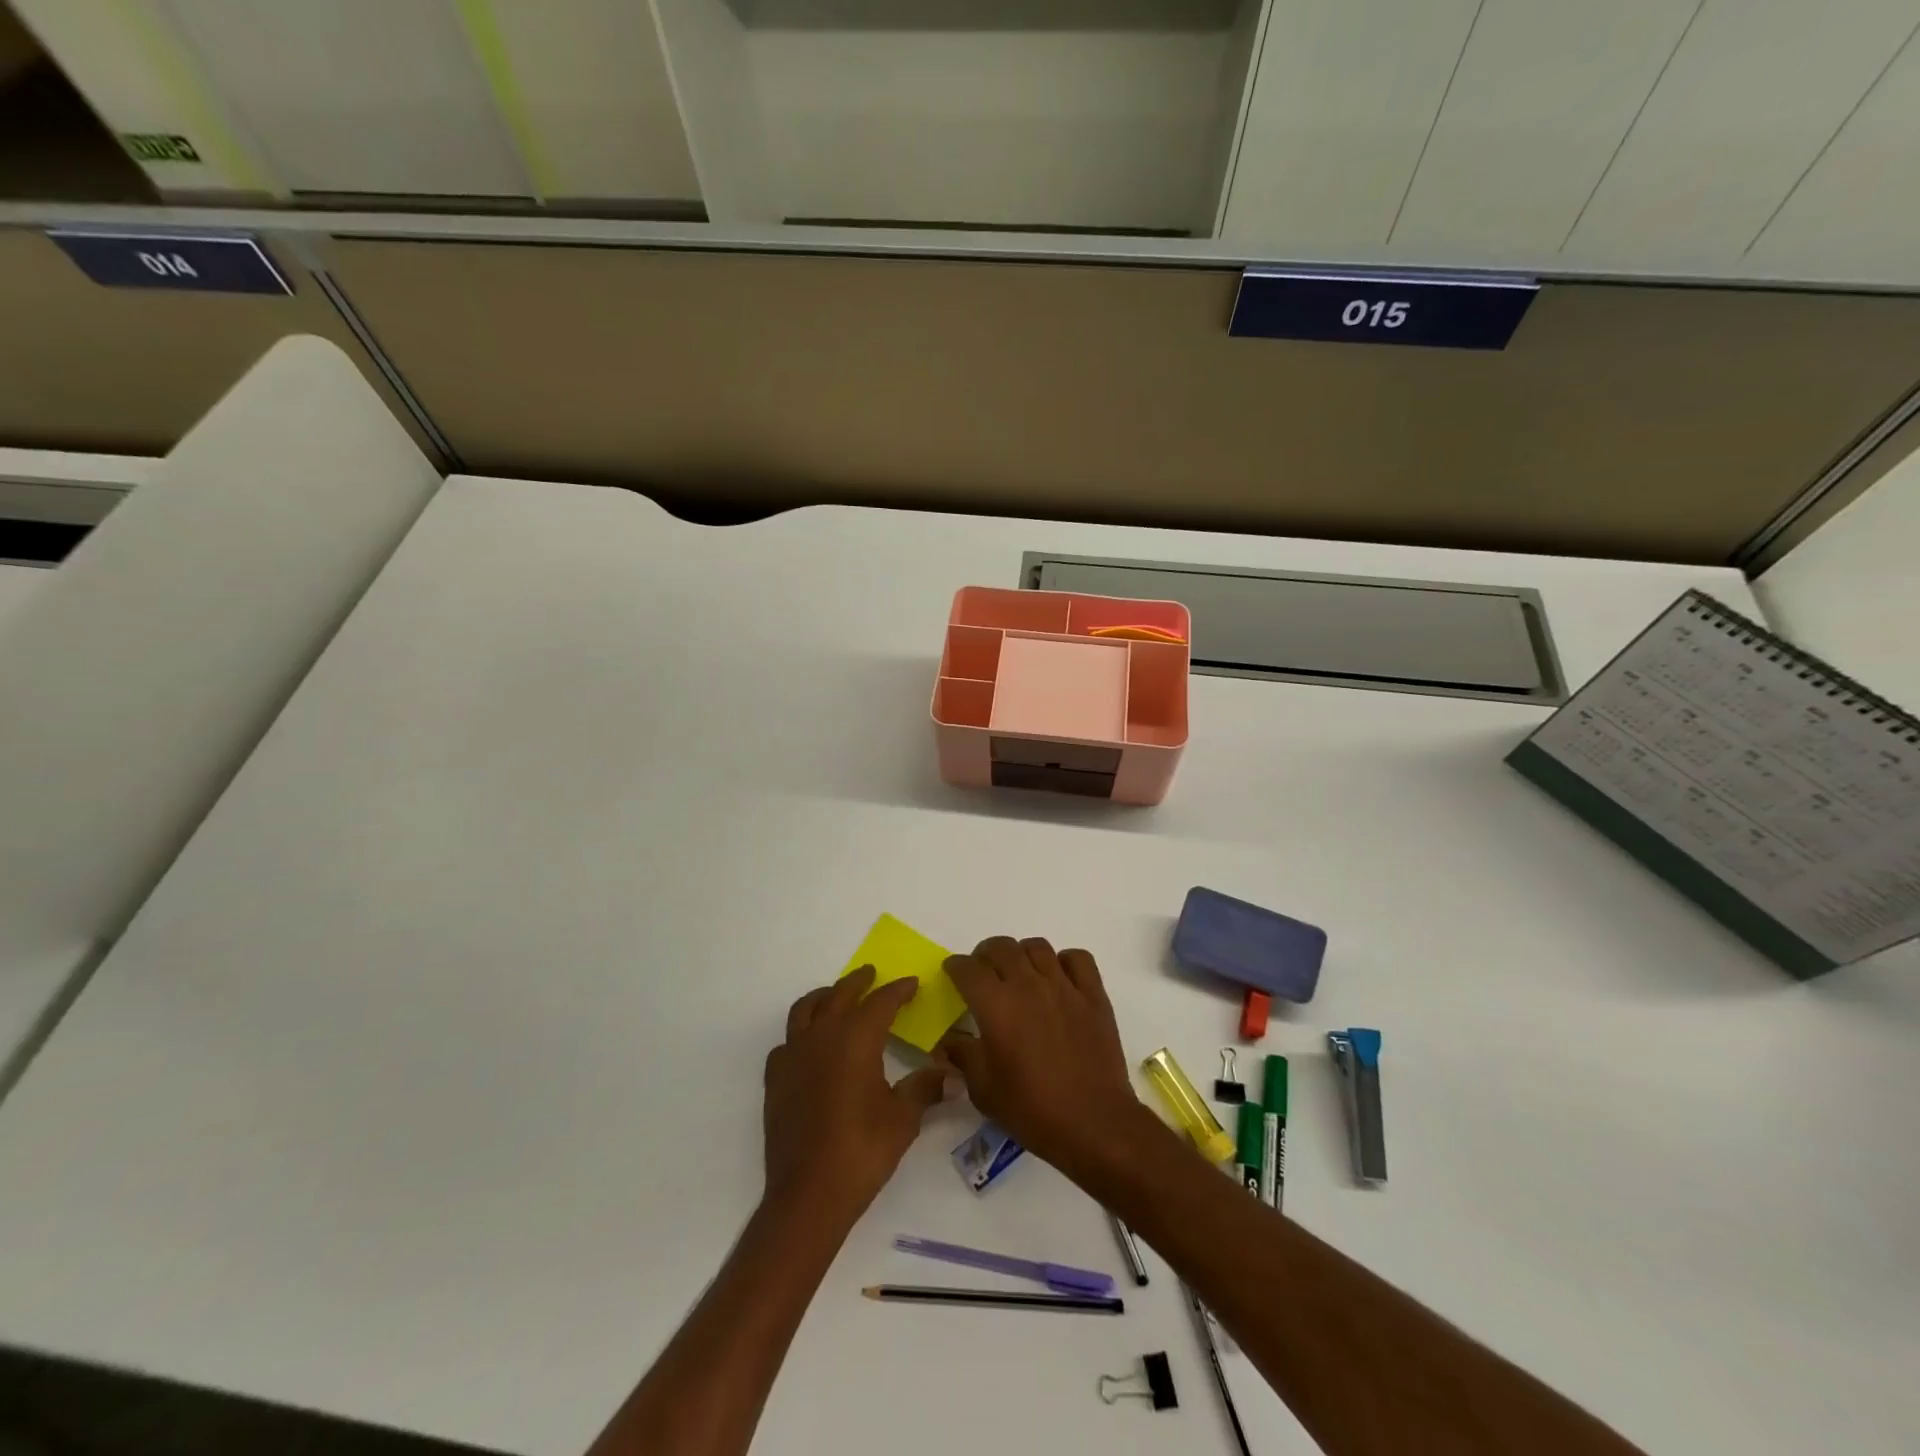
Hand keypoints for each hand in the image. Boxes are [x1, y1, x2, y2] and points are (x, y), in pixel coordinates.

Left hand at [763, 967, 946, 1224]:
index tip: (911, 984)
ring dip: (824, 998)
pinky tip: (809, 1047)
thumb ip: (925, 1089)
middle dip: (859, 982)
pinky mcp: (775, 1079)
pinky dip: (800, 1034)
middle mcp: (822, 1036)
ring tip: (836, 997)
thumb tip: (954, 1077)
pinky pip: (787, 1041)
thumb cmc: (862, 1150)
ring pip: (806, 1010)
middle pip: (840, 995)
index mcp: (856, 1038)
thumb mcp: (903, 1118)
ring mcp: (793, 1055)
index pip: (881, 1001)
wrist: (809, 1193)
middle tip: (872, 975)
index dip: (898, 990)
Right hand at [939, 937, 1148, 1181]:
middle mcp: (1028, 985)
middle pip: (1001, 947)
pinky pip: (1077, 958)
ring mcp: (1064, 986)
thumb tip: (947, 1041)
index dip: (955, 966)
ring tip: (1020, 973)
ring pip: (1037, 947)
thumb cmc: (1031, 1109)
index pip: (968, 968)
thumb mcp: (983, 1090)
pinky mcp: (1093, 995)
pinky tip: (1059, 979)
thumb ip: (962, 1056)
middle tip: (983, 973)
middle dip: (985, 955)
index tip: (953, 973)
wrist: (1093, 1123)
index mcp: (996, 1005)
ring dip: (1022, 954)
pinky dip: (1065, 961)